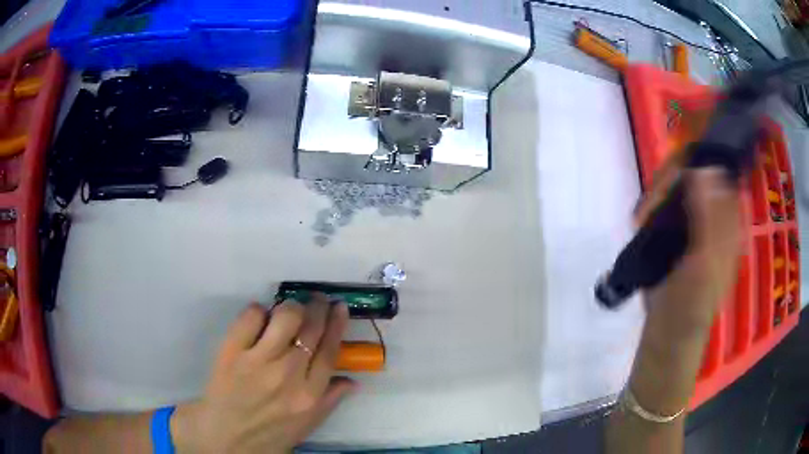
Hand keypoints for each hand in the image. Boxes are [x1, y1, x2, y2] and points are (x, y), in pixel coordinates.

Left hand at [171, 294, 354, 453]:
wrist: (226, 436)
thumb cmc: (270, 433)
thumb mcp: (307, 425)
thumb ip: (331, 400)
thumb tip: (352, 379)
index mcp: (309, 395)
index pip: (329, 350)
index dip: (336, 324)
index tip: (339, 306)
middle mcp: (288, 374)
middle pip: (310, 329)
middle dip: (318, 307)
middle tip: (318, 298)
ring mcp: (258, 361)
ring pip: (285, 317)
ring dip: (291, 306)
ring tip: (290, 308)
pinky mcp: (232, 351)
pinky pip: (251, 316)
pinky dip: (259, 310)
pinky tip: (260, 317)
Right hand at [645, 169, 741, 339]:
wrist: (668, 330)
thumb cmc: (692, 302)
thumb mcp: (706, 262)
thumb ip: (709, 218)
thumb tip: (704, 168)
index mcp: (728, 220)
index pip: (718, 172)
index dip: (697, 163)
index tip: (675, 172)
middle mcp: (713, 213)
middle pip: (693, 173)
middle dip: (670, 181)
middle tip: (651, 204)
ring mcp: (693, 219)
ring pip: (676, 185)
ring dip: (657, 194)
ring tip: (642, 217)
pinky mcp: (674, 228)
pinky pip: (663, 201)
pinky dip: (651, 204)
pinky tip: (642, 218)